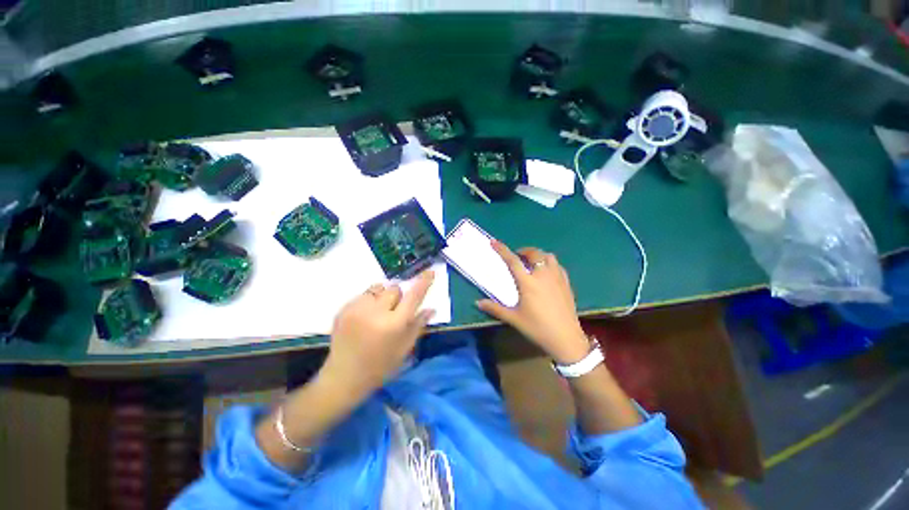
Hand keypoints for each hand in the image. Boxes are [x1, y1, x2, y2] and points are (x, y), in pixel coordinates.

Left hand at [319, 270, 435, 400]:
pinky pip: (363, 295)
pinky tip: (364, 318)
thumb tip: (431, 308)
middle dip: (398, 297)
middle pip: (394, 289)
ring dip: (382, 297)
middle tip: (394, 313)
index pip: (413, 296)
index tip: (430, 272)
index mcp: (394, 325)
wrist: (343, 377)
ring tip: (377, 314)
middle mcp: (376, 312)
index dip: (423, 282)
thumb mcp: (405, 349)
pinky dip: (368, 302)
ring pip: (378, 289)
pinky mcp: (344, 309)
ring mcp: (357, 309)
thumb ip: (418, 325)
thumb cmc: (380, 366)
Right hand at [476, 241, 589, 364]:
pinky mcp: (566, 283)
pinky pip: (557, 265)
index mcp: (528, 282)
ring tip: (532, 262)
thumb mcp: (514, 319)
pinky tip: (546, 271)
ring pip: (548, 256)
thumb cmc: (537, 328)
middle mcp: (543, 275)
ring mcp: (557, 277)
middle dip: (524, 251)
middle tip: (517, 256)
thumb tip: (477, 303)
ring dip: (538, 255)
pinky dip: (549, 263)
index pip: (512, 261)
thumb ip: (495, 309)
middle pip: (533, 253)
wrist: (566, 338)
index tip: (494, 242)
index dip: (502, 250)